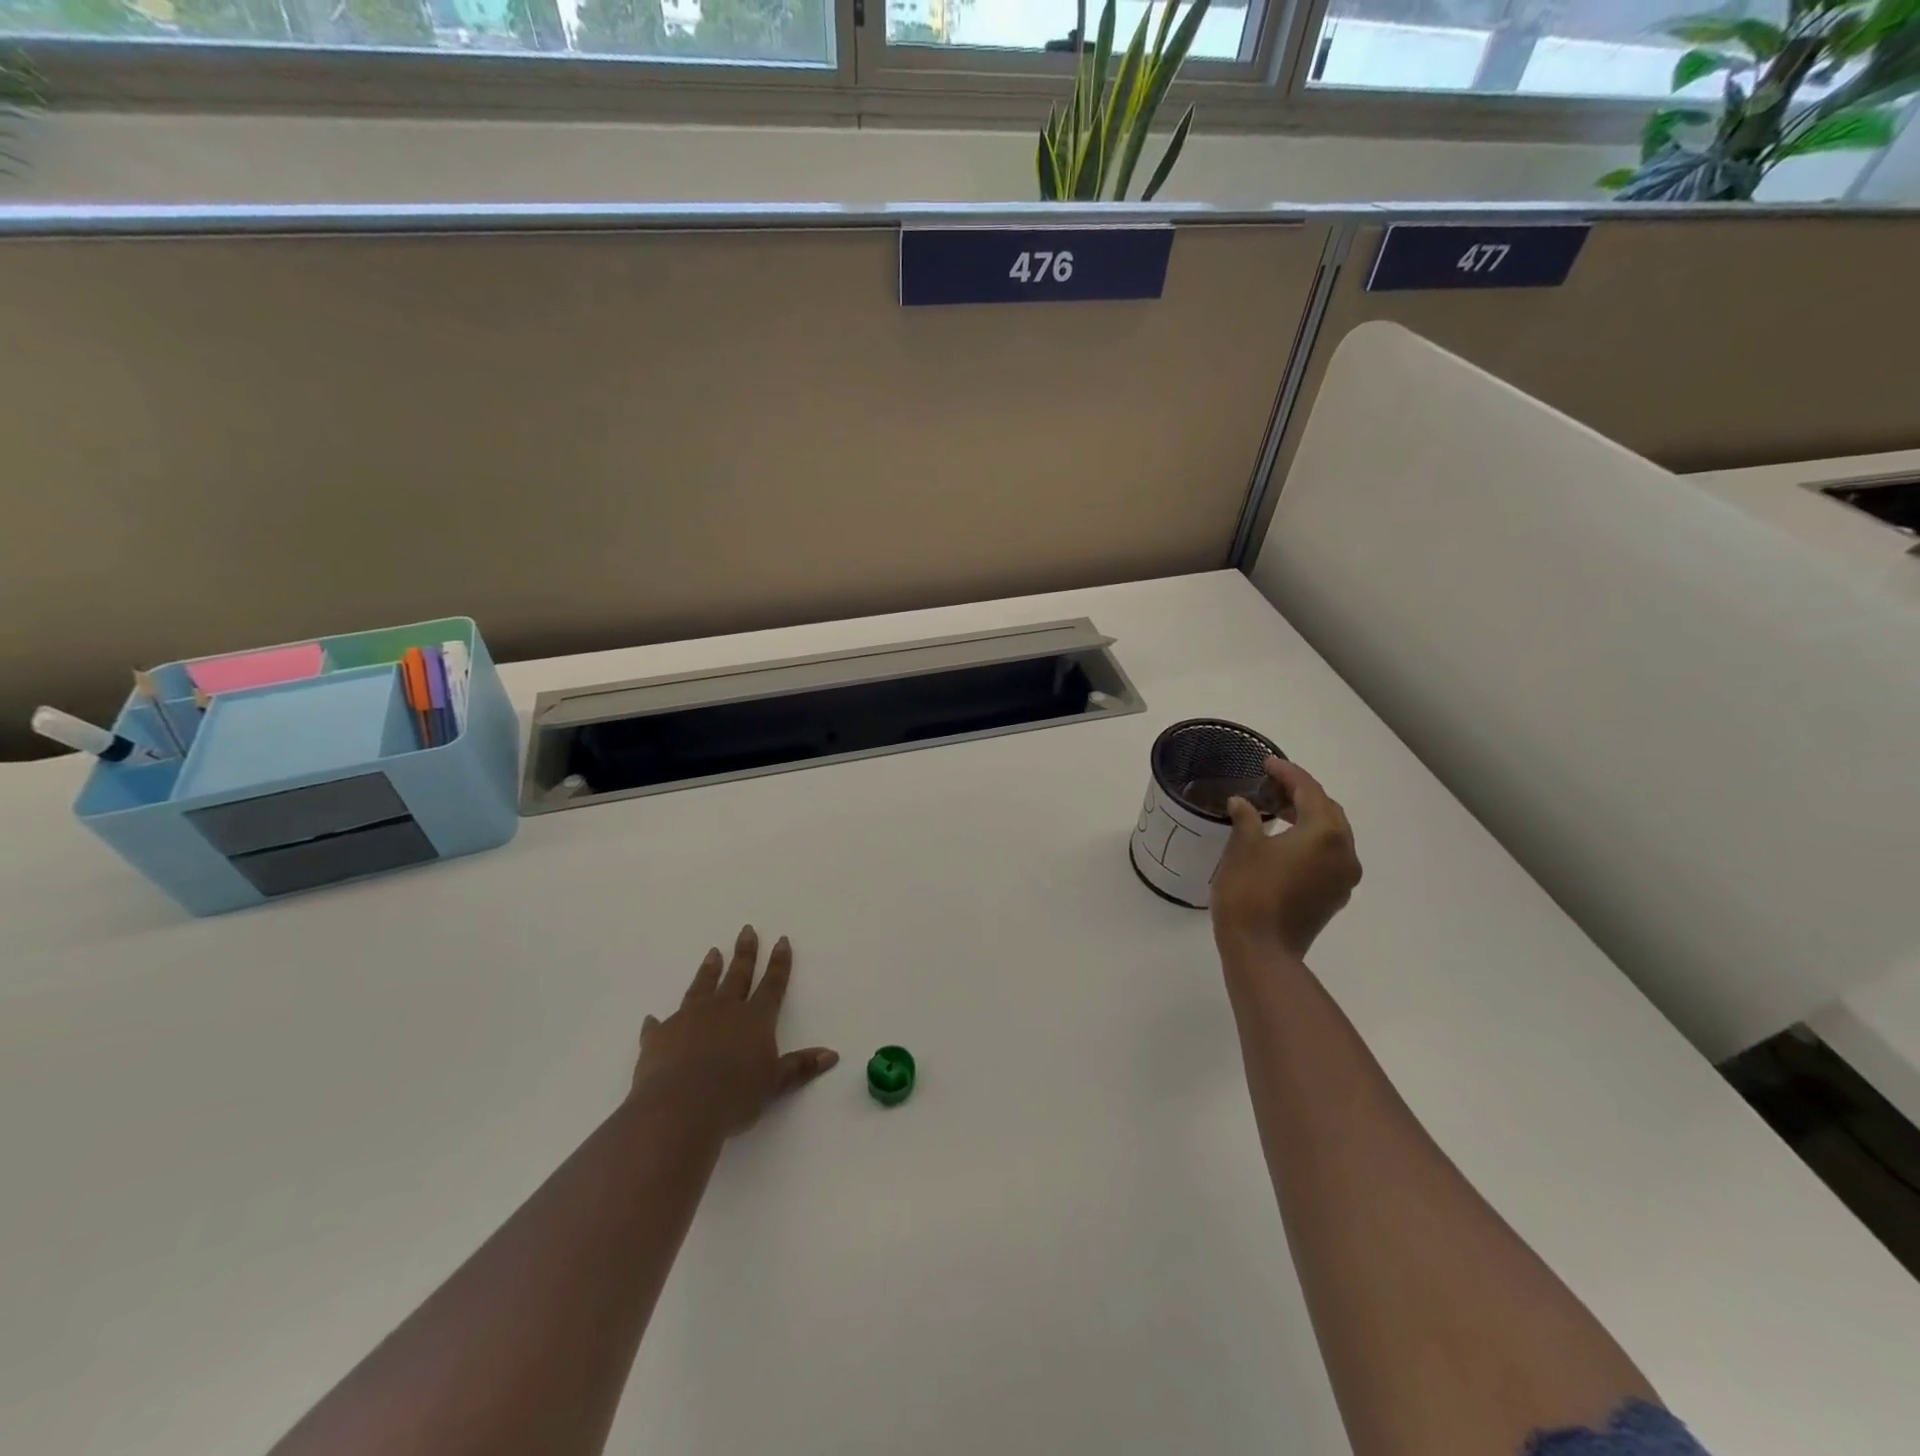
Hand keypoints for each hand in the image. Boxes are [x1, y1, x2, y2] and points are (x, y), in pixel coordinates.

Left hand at [631, 925, 838, 1136]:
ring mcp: (689, 1019)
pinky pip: (659, 1024)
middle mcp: (723, 1010)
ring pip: (702, 987)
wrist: (680, 1106)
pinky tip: (653, 1017)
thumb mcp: (774, 1084)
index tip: (781, 940)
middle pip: (737, 975)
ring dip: (709, 970)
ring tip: (713, 952)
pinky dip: (658, 1021)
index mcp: (755, 1018)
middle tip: (746, 930)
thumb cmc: (735, 1096)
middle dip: (745, 952)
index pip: (772, 984)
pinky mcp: (660, 1035)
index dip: (779, 963)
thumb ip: (799, 1067)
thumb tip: (832, 1055)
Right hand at [1210, 758, 1361, 960]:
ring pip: (1331, 835)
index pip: (1309, 791)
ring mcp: (1344, 878)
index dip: (1287, 774)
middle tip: (1271, 786)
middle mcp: (1344, 852)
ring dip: (1306, 819)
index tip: (1266, 764)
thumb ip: (1246, 818)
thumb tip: (1242, 803)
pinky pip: (1328, 856)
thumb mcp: (1242, 847)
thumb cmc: (1250, 892)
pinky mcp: (1334, 896)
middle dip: (1301, 795)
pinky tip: (1283, 843)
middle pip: (1327, 811)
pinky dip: (1309, 842)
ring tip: (1275, 812)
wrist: (1261, 951)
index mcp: (1325, 833)